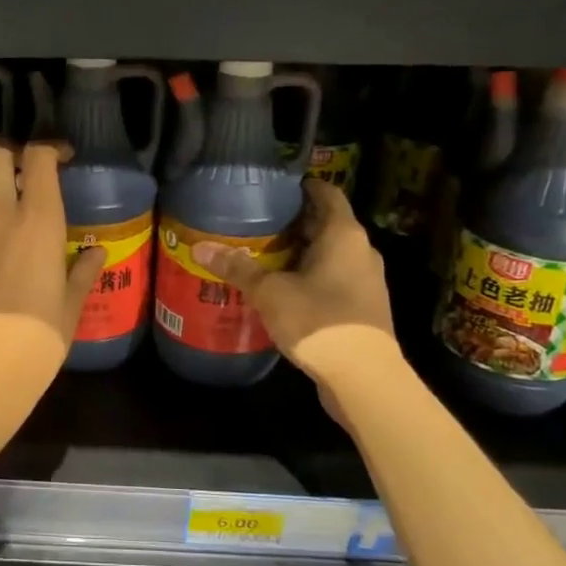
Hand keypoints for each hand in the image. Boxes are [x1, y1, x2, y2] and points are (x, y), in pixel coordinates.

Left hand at [0, 141, 106, 362]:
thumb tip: (97, 253)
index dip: (50, 147)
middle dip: (9, 150)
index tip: (63, 157)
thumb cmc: (40, 333)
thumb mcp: (70, 303)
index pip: (38, 157)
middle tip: (24, 168)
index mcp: (38, 220)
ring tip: (4, 202)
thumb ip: (82, 271)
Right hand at [193, 180, 399, 380]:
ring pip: (329, 254)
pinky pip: (333, 279)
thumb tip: (200, 248)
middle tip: (255, 223)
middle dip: (292, 223)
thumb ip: (237, 268)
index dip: (300, 187)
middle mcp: (360, 250)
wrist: (364, 378)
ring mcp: (366, 280)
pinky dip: (309, 277)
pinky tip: (281, 291)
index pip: (326, 192)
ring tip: (262, 256)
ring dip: (300, 253)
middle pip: (326, 223)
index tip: (271, 189)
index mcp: (343, 234)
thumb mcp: (269, 292)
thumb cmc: (318, 320)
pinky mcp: (362, 307)